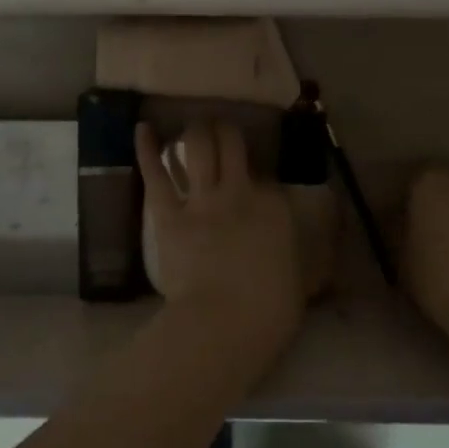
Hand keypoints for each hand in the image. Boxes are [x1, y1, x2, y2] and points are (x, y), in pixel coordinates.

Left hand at [135, 121, 305, 359]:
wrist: (223, 323)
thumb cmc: (269, 311)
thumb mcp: (300, 280)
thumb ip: (297, 258)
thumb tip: (305, 260)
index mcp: (274, 207)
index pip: (267, 176)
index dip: (259, 173)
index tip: (256, 177)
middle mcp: (239, 191)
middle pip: (232, 145)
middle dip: (226, 130)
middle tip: (221, 126)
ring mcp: (202, 200)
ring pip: (197, 148)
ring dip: (196, 131)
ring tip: (194, 124)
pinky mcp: (168, 215)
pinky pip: (156, 175)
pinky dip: (147, 150)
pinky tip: (142, 128)